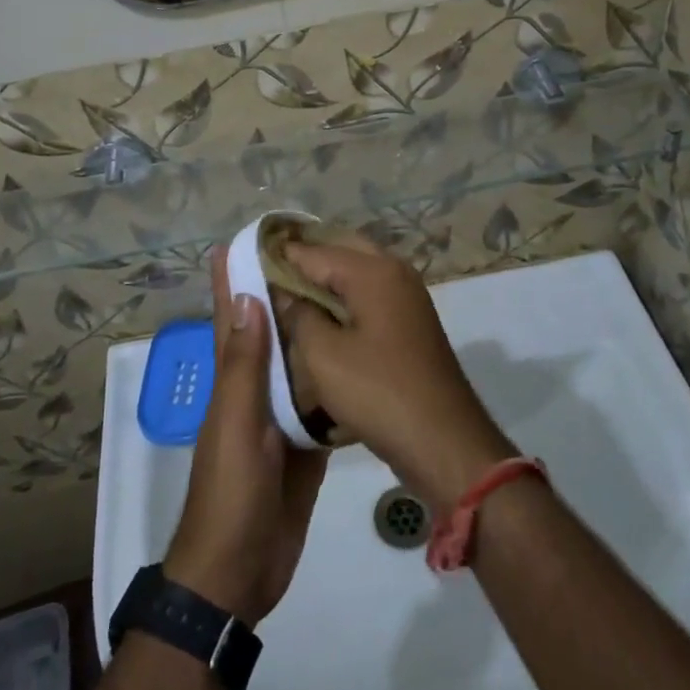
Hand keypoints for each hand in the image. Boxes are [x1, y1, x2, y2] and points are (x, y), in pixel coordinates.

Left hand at [165, 249, 327, 623]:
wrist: (240, 573)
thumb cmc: (231, 493)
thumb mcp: (236, 423)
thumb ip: (244, 365)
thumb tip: (245, 295)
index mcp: (232, 382)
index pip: (232, 317)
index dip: (234, 278)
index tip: (252, 238)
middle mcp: (255, 392)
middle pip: (271, 334)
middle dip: (285, 295)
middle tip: (318, 256)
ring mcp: (281, 420)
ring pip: (299, 365)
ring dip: (314, 333)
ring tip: (343, 294)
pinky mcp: (306, 446)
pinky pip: (321, 403)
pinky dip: (336, 379)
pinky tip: (359, 357)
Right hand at [280, 235, 516, 508]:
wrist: (443, 440)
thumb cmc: (378, 392)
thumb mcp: (322, 355)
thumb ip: (297, 315)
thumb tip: (282, 291)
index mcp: (373, 271)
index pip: (314, 250)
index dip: (279, 255)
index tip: (246, 260)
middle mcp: (394, 272)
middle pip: (341, 251)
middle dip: (305, 260)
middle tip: (267, 275)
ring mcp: (407, 297)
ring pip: (357, 273)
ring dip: (325, 280)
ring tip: (287, 296)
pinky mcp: (410, 323)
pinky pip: (369, 297)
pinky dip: (344, 300)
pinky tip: (319, 319)